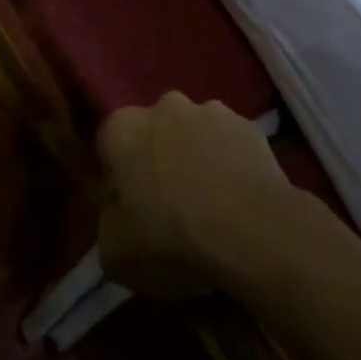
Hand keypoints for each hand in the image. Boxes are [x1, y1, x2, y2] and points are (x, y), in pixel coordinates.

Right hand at [96, 93, 296, 299]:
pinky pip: (230, 143)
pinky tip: (237, 199)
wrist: (252, 234)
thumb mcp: (114, 253)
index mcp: (123, 128)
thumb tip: (119, 215)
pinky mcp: (250, 125)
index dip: (117, 177)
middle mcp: (164, 106)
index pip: (108, 144)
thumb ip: (108, 222)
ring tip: (209, 204)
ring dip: (195, 157)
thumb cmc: (171, 241)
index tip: (128, 208)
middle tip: (168, 205)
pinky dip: (230, 163)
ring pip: (194, 133)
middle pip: (153, 132)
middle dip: (157, 159)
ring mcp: (211, 111)